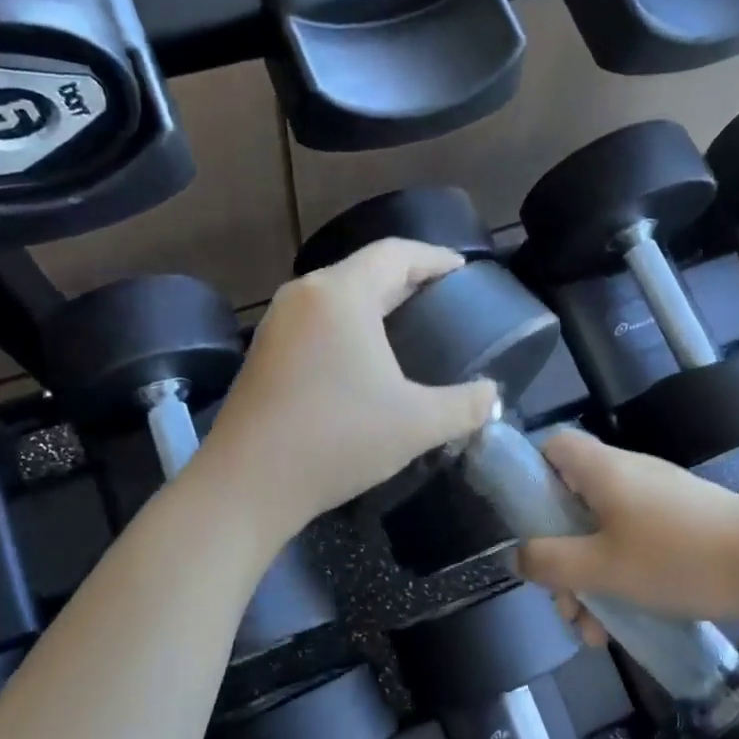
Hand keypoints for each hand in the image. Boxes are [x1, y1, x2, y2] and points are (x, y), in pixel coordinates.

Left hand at [200, 240, 498, 534]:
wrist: (246, 485)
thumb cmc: (336, 440)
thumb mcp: (416, 424)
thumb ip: (466, 406)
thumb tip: (492, 397)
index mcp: (341, 294)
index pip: (397, 254)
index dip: (435, 258)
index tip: (463, 270)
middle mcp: (304, 296)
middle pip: (365, 270)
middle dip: (408, 280)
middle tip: (445, 299)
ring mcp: (277, 324)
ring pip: (337, 296)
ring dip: (375, 303)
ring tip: (409, 325)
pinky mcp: (263, 353)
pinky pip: (317, 321)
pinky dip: (348, 325)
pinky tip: (364, 358)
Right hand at [517, 430, 738, 635]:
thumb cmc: (675, 557)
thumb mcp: (601, 567)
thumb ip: (551, 562)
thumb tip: (517, 555)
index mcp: (601, 470)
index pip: (552, 447)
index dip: (532, 477)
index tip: (530, 524)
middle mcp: (625, 474)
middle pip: (573, 503)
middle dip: (561, 556)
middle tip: (565, 602)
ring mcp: (656, 499)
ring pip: (603, 533)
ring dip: (590, 580)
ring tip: (593, 633)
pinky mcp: (681, 523)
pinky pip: (634, 544)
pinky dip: (621, 578)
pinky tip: (623, 627)